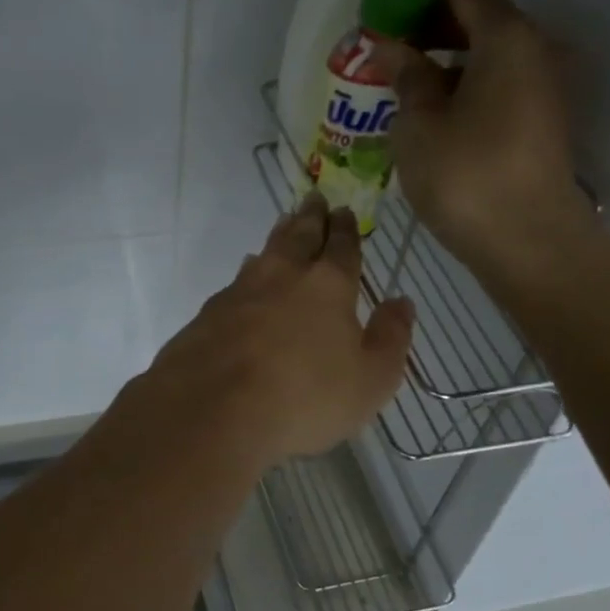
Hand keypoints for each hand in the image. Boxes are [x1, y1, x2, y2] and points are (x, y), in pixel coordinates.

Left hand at [142, 196, 413, 467]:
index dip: (346, 229)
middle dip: (311, 217)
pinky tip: (246, 276)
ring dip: (278, 236)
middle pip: (299, 236)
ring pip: (265, 253)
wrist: (212, 412)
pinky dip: (248, 272)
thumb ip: (391, 338)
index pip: (342, 247)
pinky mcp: (207, 315)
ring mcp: (239, 292)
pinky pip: (236, 282)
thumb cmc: (304, 399)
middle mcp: (282, 277)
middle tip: (314, 198)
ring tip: (284, 223)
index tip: (345, 211)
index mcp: (328, 286)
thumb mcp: (370, 380)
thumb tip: (402, 301)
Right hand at [375, 0, 595, 275]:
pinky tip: (436, 111)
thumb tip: (391, 48)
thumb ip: (407, 78)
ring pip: (493, 57)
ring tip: (407, 80)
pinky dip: (468, 86)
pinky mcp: (543, 123)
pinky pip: (502, 86)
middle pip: (485, 22)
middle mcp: (536, 52)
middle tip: (392, 43)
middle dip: (436, 26)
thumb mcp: (420, 126)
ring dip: (451, 60)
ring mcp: (545, 90)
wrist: (529, 241)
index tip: (389, 2)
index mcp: (507, 40)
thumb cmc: (466, 177)